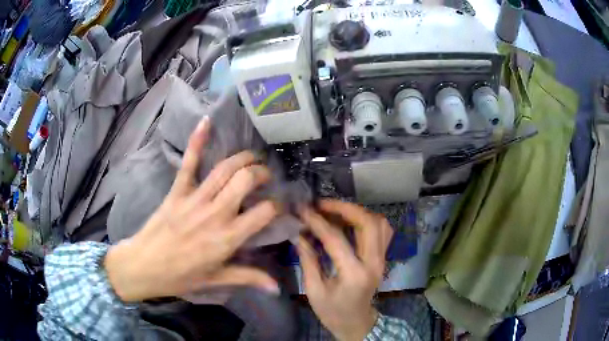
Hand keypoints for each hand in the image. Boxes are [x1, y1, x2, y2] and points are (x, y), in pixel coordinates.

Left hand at [104, 117, 279, 301]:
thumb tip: (277, 288)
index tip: (279, 207)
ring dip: (243, 158)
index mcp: (227, 238)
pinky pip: (188, 163)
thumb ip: (248, 278)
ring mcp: (194, 199)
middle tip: (265, 178)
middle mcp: (214, 213)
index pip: (264, 212)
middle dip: (261, 174)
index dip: (277, 206)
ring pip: (224, 169)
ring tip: (253, 158)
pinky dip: (197, 141)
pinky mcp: (177, 191)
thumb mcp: (217, 279)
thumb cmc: (181, 276)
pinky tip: (206, 121)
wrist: (143, 266)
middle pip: (245, 181)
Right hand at [297, 200, 393, 340]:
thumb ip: (308, 260)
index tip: (303, 210)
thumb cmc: (332, 312)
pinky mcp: (382, 258)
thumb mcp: (314, 291)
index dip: (318, 222)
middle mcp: (374, 263)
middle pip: (368, 223)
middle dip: (344, 208)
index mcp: (354, 274)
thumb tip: (299, 234)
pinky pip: (382, 230)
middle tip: (322, 204)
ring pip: (379, 223)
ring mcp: (382, 259)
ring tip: (334, 210)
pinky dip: (367, 219)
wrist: (356, 323)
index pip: (336, 240)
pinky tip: (350, 221)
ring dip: (357, 212)